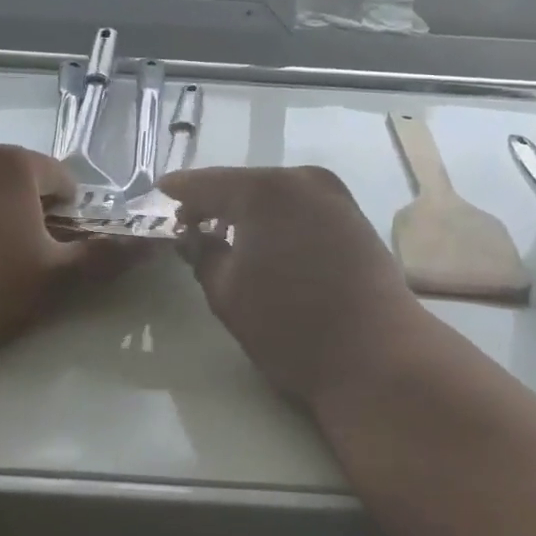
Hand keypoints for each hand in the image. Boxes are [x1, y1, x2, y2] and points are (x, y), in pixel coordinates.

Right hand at [158, 166, 427, 404]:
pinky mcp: (355, 218)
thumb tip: (192, 236)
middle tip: (189, 223)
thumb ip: (202, 254)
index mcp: (264, 190)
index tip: (158, 194)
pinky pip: (301, 207)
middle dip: (215, 201)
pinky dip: (278, 219)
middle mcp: (302, 180)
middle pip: (244, 184)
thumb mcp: (227, 293)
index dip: (179, 190)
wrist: (377, 356)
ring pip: (275, 195)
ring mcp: (335, 197)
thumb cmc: (290, 325)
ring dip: (248, 211)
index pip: (207, 183)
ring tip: (225, 236)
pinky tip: (267, 243)